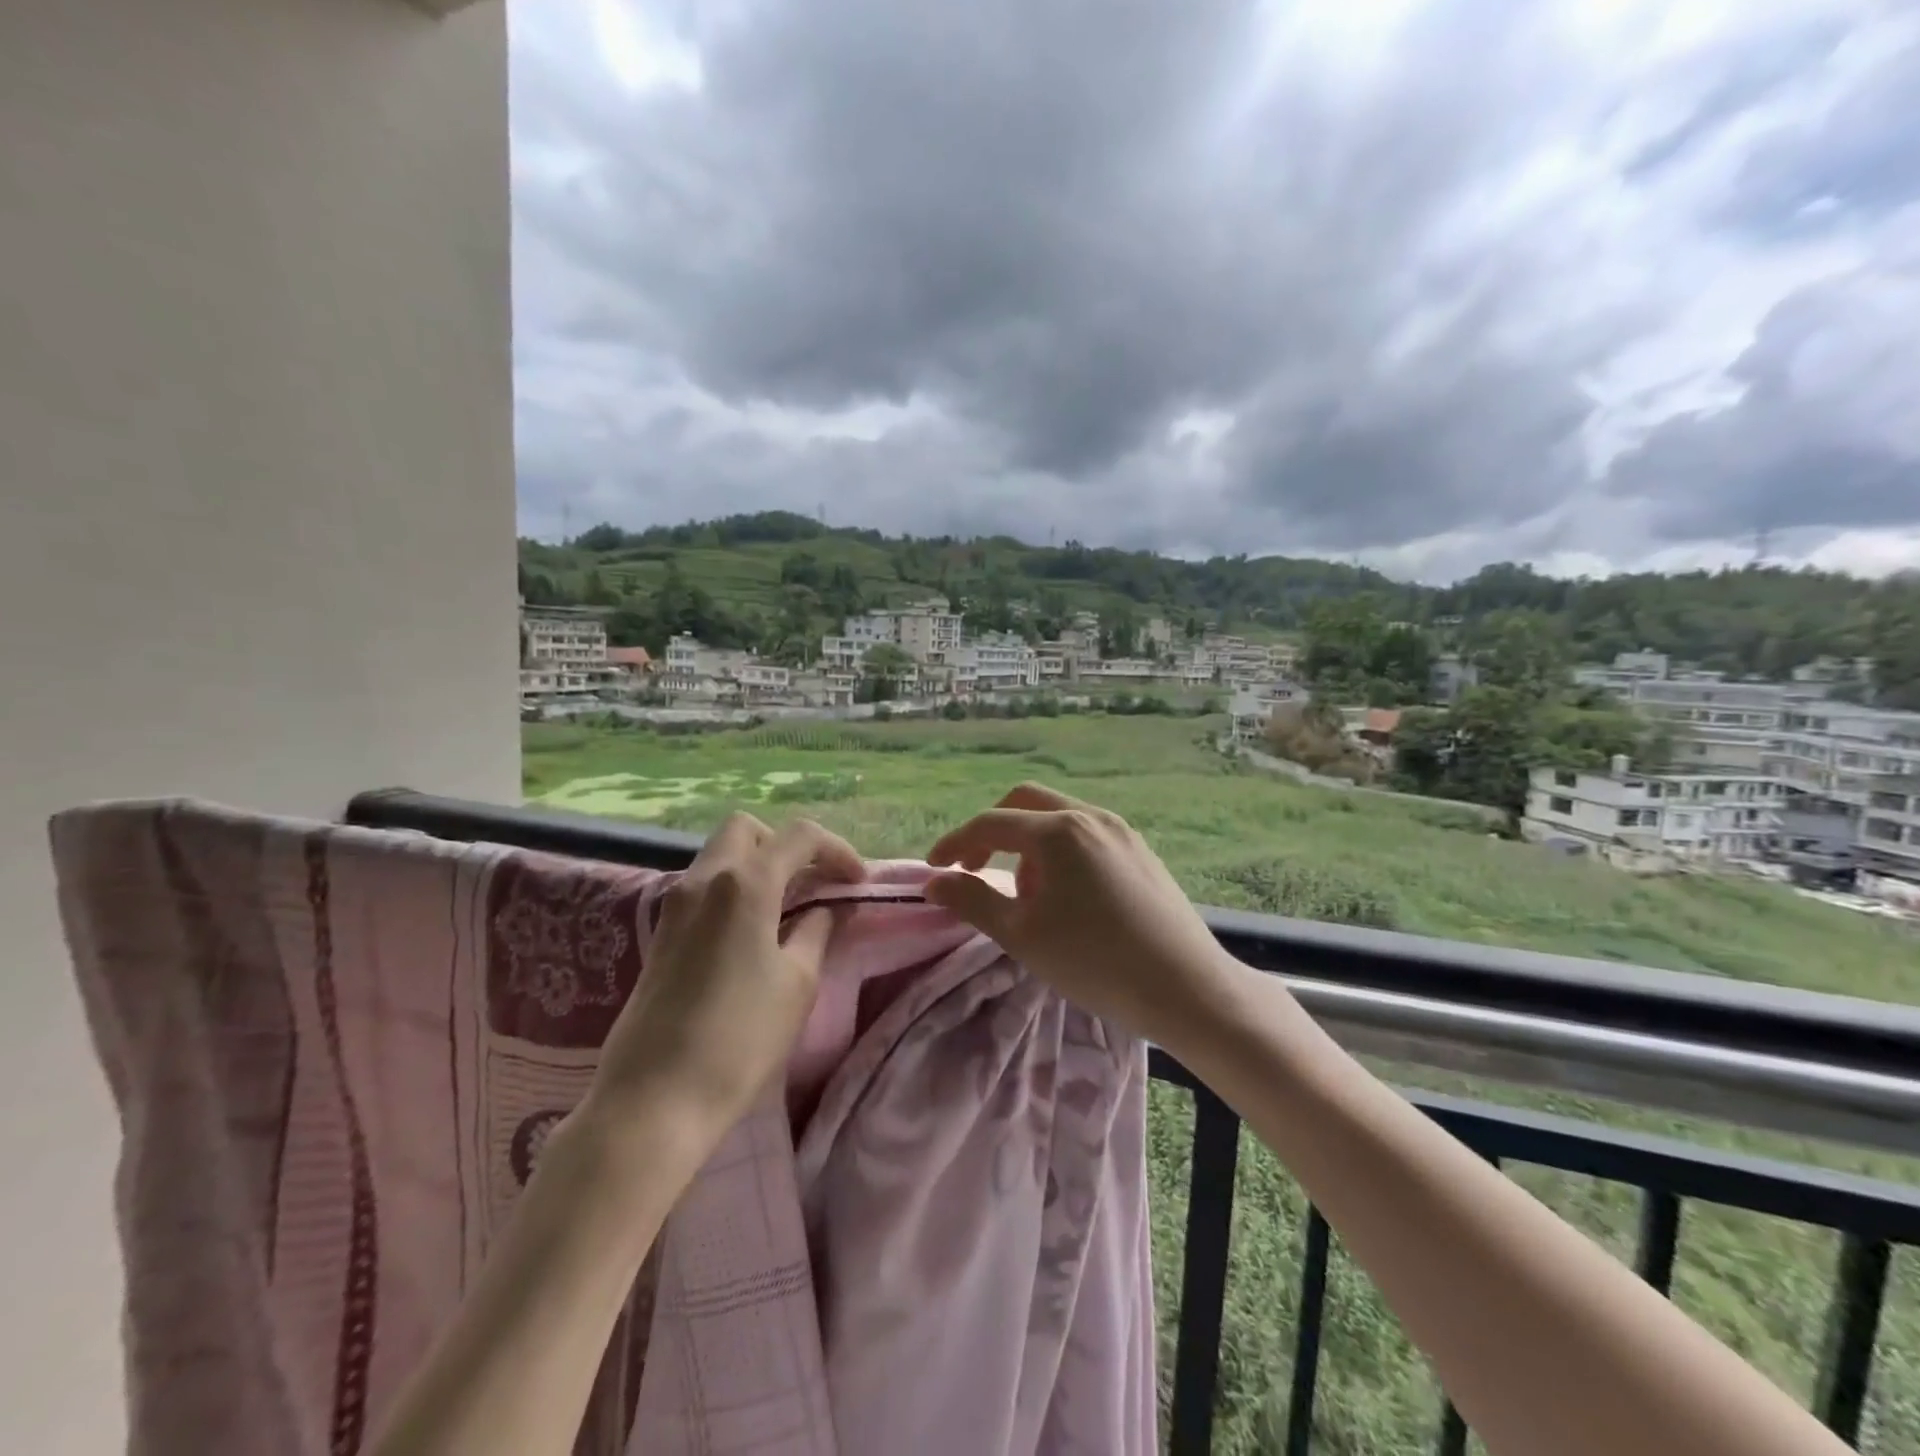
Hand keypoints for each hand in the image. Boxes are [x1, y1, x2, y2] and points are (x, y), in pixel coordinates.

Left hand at [576, 812, 863, 1159]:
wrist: (654, 1101)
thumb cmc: (739, 1039)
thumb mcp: (797, 983)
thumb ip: (818, 931)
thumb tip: (828, 908)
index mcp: (744, 884)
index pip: (799, 836)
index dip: (837, 849)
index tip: (857, 881)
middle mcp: (704, 879)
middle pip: (747, 829)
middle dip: (785, 844)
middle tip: (812, 881)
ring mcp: (675, 904)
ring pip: (721, 854)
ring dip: (758, 864)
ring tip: (789, 905)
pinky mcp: (662, 932)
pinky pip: (704, 884)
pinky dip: (735, 887)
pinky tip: (754, 929)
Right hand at [924, 783, 1240, 1043]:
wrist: (1186, 987)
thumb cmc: (1095, 961)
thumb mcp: (1022, 935)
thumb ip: (972, 900)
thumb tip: (934, 883)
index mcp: (1058, 831)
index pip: (991, 823)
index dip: (955, 843)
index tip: (935, 870)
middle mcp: (1090, 816)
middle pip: (1025, 802)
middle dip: (993, 831)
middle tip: (976, 868)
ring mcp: (1121, 831)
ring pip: (1059, 817)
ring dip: (1028, 843)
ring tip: (1027, 897)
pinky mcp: (1141, 850)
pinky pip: (1087, 834)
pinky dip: (1061, 851)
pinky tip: (1067, 896)